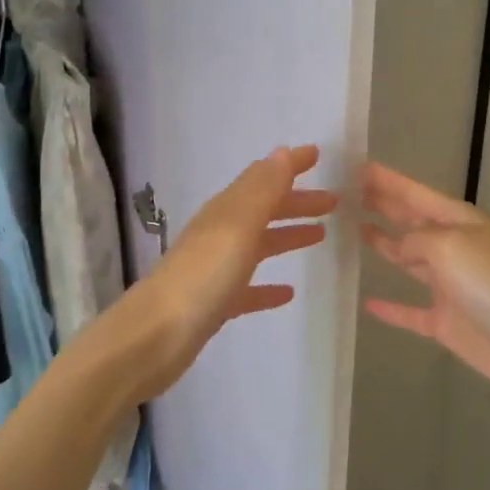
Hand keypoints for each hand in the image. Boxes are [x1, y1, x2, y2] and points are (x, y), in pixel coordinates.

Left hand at [124, 146, 337, 400]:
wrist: (156, 336)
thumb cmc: (203, 277)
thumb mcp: (237, 226)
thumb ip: (261, 190)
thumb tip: (281, 152)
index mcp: (225, 212)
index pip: (262, 179)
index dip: (289, 165)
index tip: (317, 155)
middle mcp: (219, 235)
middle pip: (263, 210)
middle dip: (296, 202)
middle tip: (333, 202)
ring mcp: (216, 270)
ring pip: (258, 244)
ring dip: (287, 236)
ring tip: (320, 236)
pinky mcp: (215, 304)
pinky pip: (248, 288)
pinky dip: (268, 286)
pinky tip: (288, 293)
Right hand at [360, 161, 489, 416]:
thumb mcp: (449, 246)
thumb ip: (416, 240)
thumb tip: (402, 248)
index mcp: (461, 222)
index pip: (416, 194)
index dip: (387, 180)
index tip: (357, 165)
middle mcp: (455, 248)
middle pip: (412, 222)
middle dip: (384, 206)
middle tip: (348, 194)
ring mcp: (452, 286)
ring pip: (410, 261)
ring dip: (385, 246)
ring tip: (353, 231)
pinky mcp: (448, 323)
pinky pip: (412, 312)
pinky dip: (391, 308)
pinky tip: (368, 301)